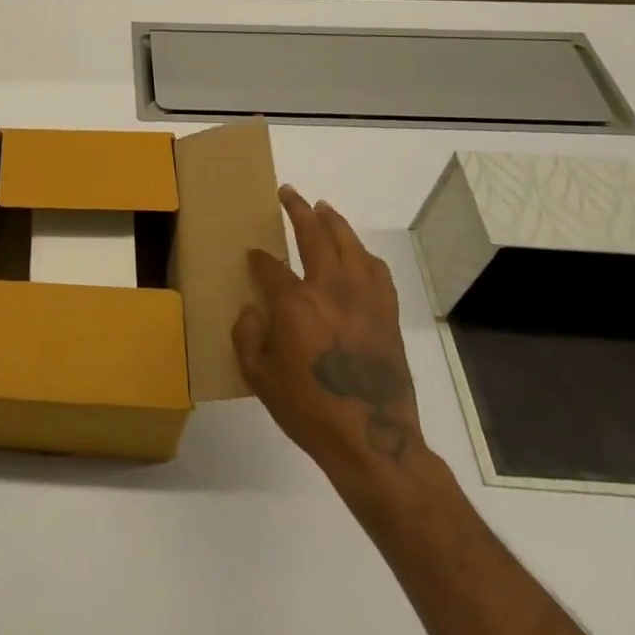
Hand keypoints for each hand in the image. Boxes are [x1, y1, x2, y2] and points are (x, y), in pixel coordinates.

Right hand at [233, 186, 426, 502]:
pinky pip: (377, 271)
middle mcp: (330, 289)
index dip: (258, 258)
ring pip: (349, 245)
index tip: (252, 255)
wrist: (372, 440)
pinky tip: (358, 253)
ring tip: (323, 208)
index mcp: (295, 303)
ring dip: (334, 222)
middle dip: (298, 211)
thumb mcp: (259, 378)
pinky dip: (364, 255)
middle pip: (314, 236)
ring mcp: (364, 299)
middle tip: (289, 194)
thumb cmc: (309, 409)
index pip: (271, 266)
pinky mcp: (387, 314)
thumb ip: (247, 337)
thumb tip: (251, 310)